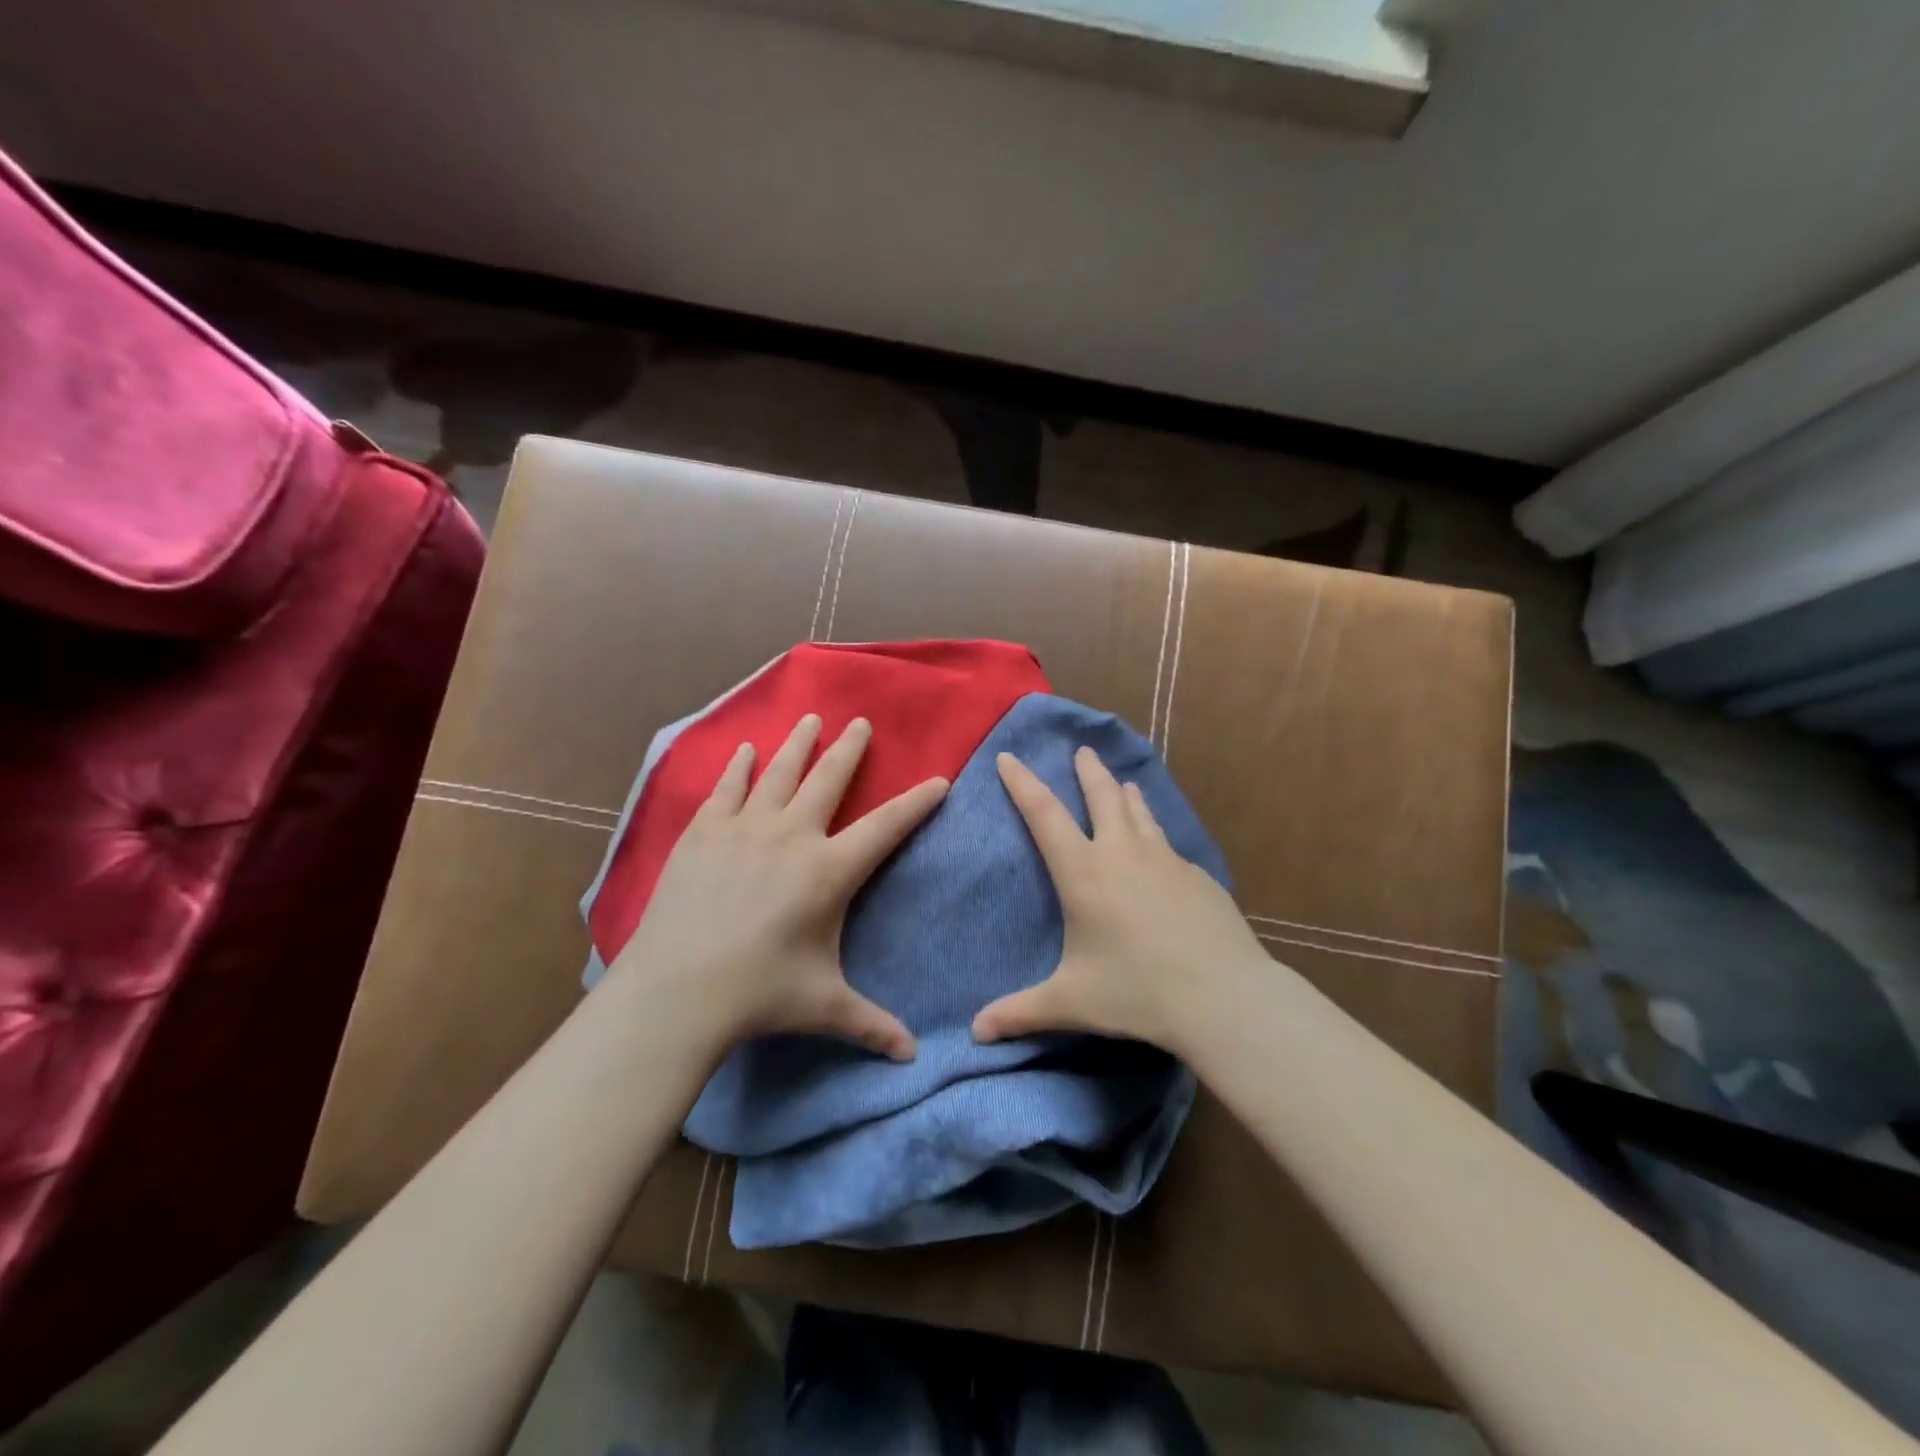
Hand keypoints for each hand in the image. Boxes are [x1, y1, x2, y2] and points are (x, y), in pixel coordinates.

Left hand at [603, 714, 947, 1060]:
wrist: (678, 990)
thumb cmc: (761, 994)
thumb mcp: (825, 1006)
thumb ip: (872, 1024)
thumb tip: (913, 1058)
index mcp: (830, 870)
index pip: (887, 826)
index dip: (917, 802)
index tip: (938, 779)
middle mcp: (793, 836)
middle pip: (830, 779)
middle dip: (850, 749)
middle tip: (860, 723)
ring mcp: (745, 829)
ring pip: (780, 772)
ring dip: (799, 744)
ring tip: (811, 718)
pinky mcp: (704, 833)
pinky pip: (727, 789)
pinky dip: (738, 767)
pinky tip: (744, 750)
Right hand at [972, 747, 1267, 1053]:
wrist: (1222, 996)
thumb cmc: (1136, 992)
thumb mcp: (1071, 1002)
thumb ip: (1020, 1013)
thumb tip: (975, 1034)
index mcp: (1083, 872)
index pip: (1043, 813)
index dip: (1022, 782)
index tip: (1010, 757)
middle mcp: (1122, 853)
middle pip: (1101, 796)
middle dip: (1087, 771)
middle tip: (1083, 751)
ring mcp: (1165, 859)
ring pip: (1140, 811)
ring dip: (1125, 793)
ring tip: (1122, 783)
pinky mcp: (1197, 874)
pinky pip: (1167, 842)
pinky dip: (1153, 831)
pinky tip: (1159, 848)